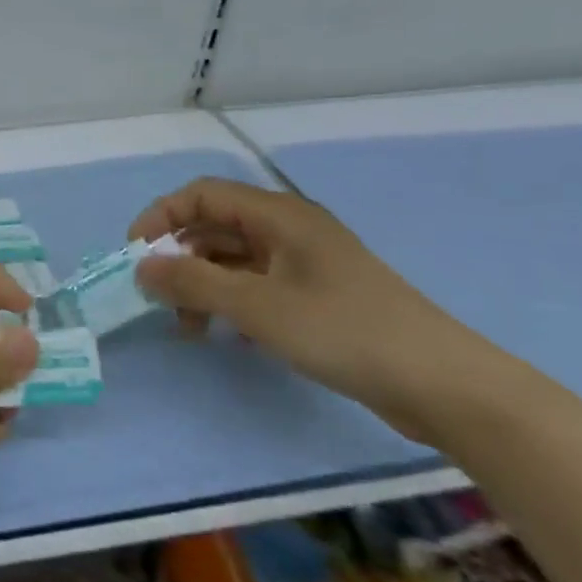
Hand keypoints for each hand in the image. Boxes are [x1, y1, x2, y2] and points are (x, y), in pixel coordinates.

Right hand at [130, 177, 501, 444]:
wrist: (445, 387)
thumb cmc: (344, 331)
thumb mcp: (256, 306)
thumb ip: (191, 282)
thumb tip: (140, 267)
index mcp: (278, 215)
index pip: (201, 194)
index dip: (161, 217)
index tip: (136, 254)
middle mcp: (289, 230)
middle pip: (214, 226)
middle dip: (178, 257)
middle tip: (157, 296)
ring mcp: (306, 263)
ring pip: (233, 259)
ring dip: (201, 285)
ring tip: (188, 327)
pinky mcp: (318, 296)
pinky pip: (256, 285)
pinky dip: (230, 302)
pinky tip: (226, 334)